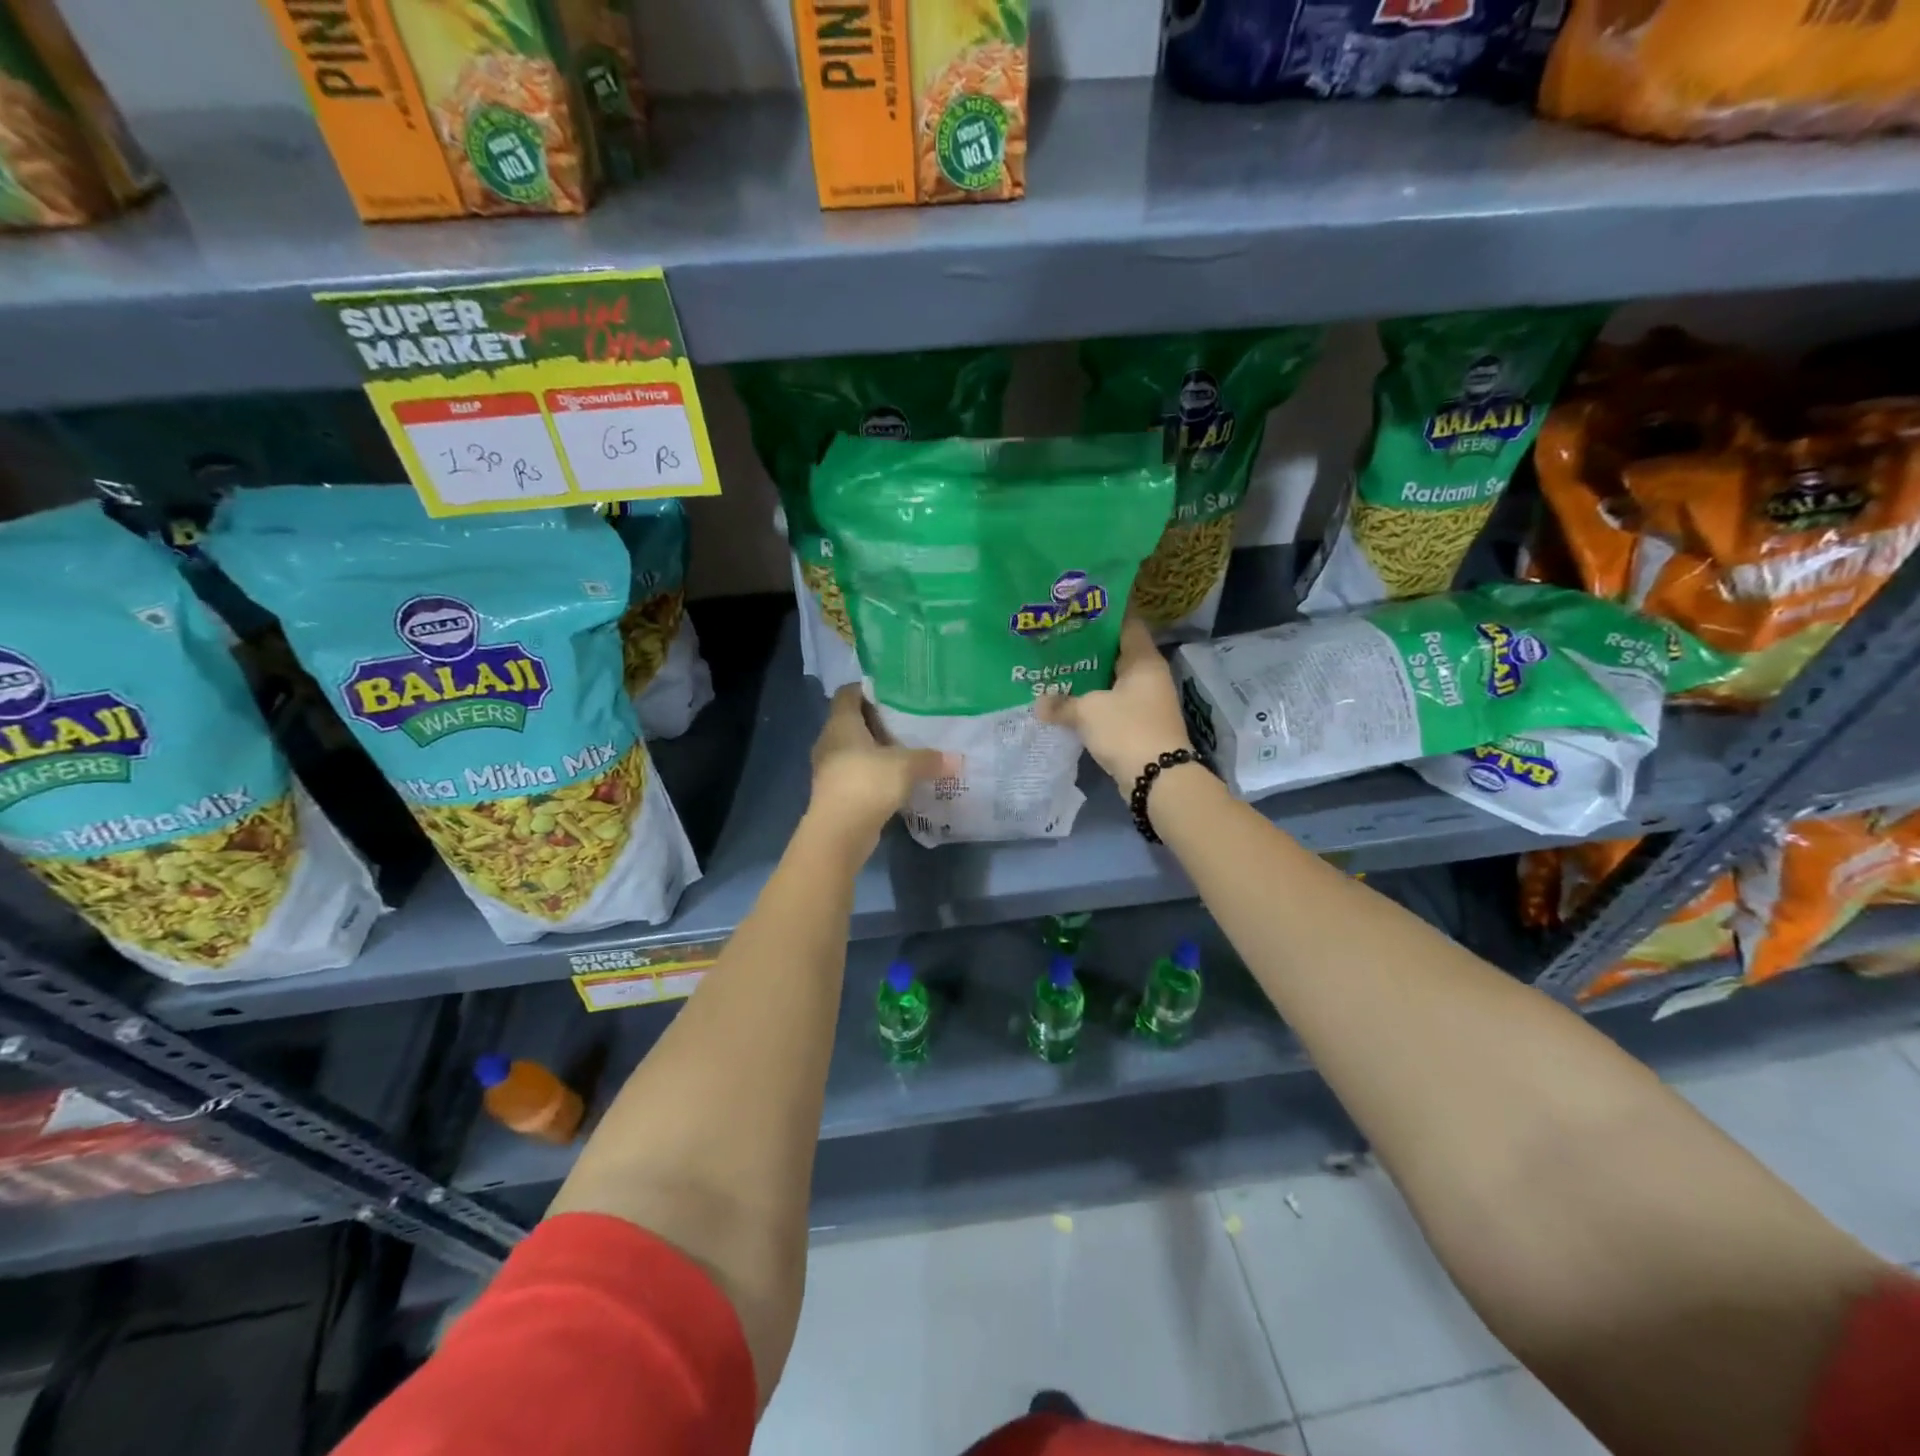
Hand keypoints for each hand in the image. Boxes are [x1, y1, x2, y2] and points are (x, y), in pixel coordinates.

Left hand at [808, 686, 952, 844]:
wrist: (839, 832)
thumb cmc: (867, 783)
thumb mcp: (905, 766)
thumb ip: (930, 759)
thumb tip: (956, 759)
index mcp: (841, 723)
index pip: (848, 693)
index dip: (869, 689)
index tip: (894, 693)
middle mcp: (830, 740)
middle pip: (852, 720)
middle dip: (878, 721)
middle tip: (908, 721)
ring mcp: (829, 768)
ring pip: (853, 749)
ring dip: (875, 749)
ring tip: (905, 750)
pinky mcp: (834, 791)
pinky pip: (855, 772)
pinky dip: (873, 772)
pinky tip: (895, 779)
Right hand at [1036, 614, 1192, 785]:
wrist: (1157, 777)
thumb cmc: (1126, 729)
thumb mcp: (1088, 712)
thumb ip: (1062, 704)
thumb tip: (1039, 703)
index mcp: (1143, 660)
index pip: (1126, 623)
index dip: (1103, 615)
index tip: (1077, 610)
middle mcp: (1149, 675)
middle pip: (1117, 652)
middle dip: (1089, 648)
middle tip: (1058, 639)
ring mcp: (1147, 700)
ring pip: (1113, 680)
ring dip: (1089, 677)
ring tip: (1057, 668)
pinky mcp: (1140, 723)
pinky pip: (1113, 703)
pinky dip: (1094, 701)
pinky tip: (1069, 700)